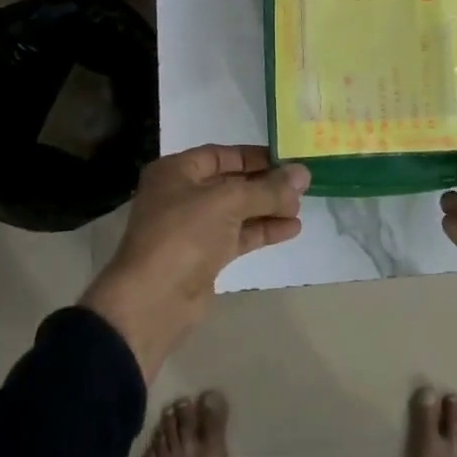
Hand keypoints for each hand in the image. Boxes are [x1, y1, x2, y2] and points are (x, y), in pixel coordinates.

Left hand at [81, 144, 308, 381]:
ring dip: (268, 208)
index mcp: (176, 171)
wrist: (152, 301)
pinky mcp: (204, 256)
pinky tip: (291, 229)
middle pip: (231, 183)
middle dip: (265, 184)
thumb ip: (268, 188)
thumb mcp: (228, 202)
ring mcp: (193, 228)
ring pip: (237, 211)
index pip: (221, 154)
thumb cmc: (184, 235)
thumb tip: (303, 174)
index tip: (287, 159)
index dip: (254, 156)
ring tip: (300, 208)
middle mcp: (182, 195)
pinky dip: (262, 230)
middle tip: (301, 186)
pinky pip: (238, 235)